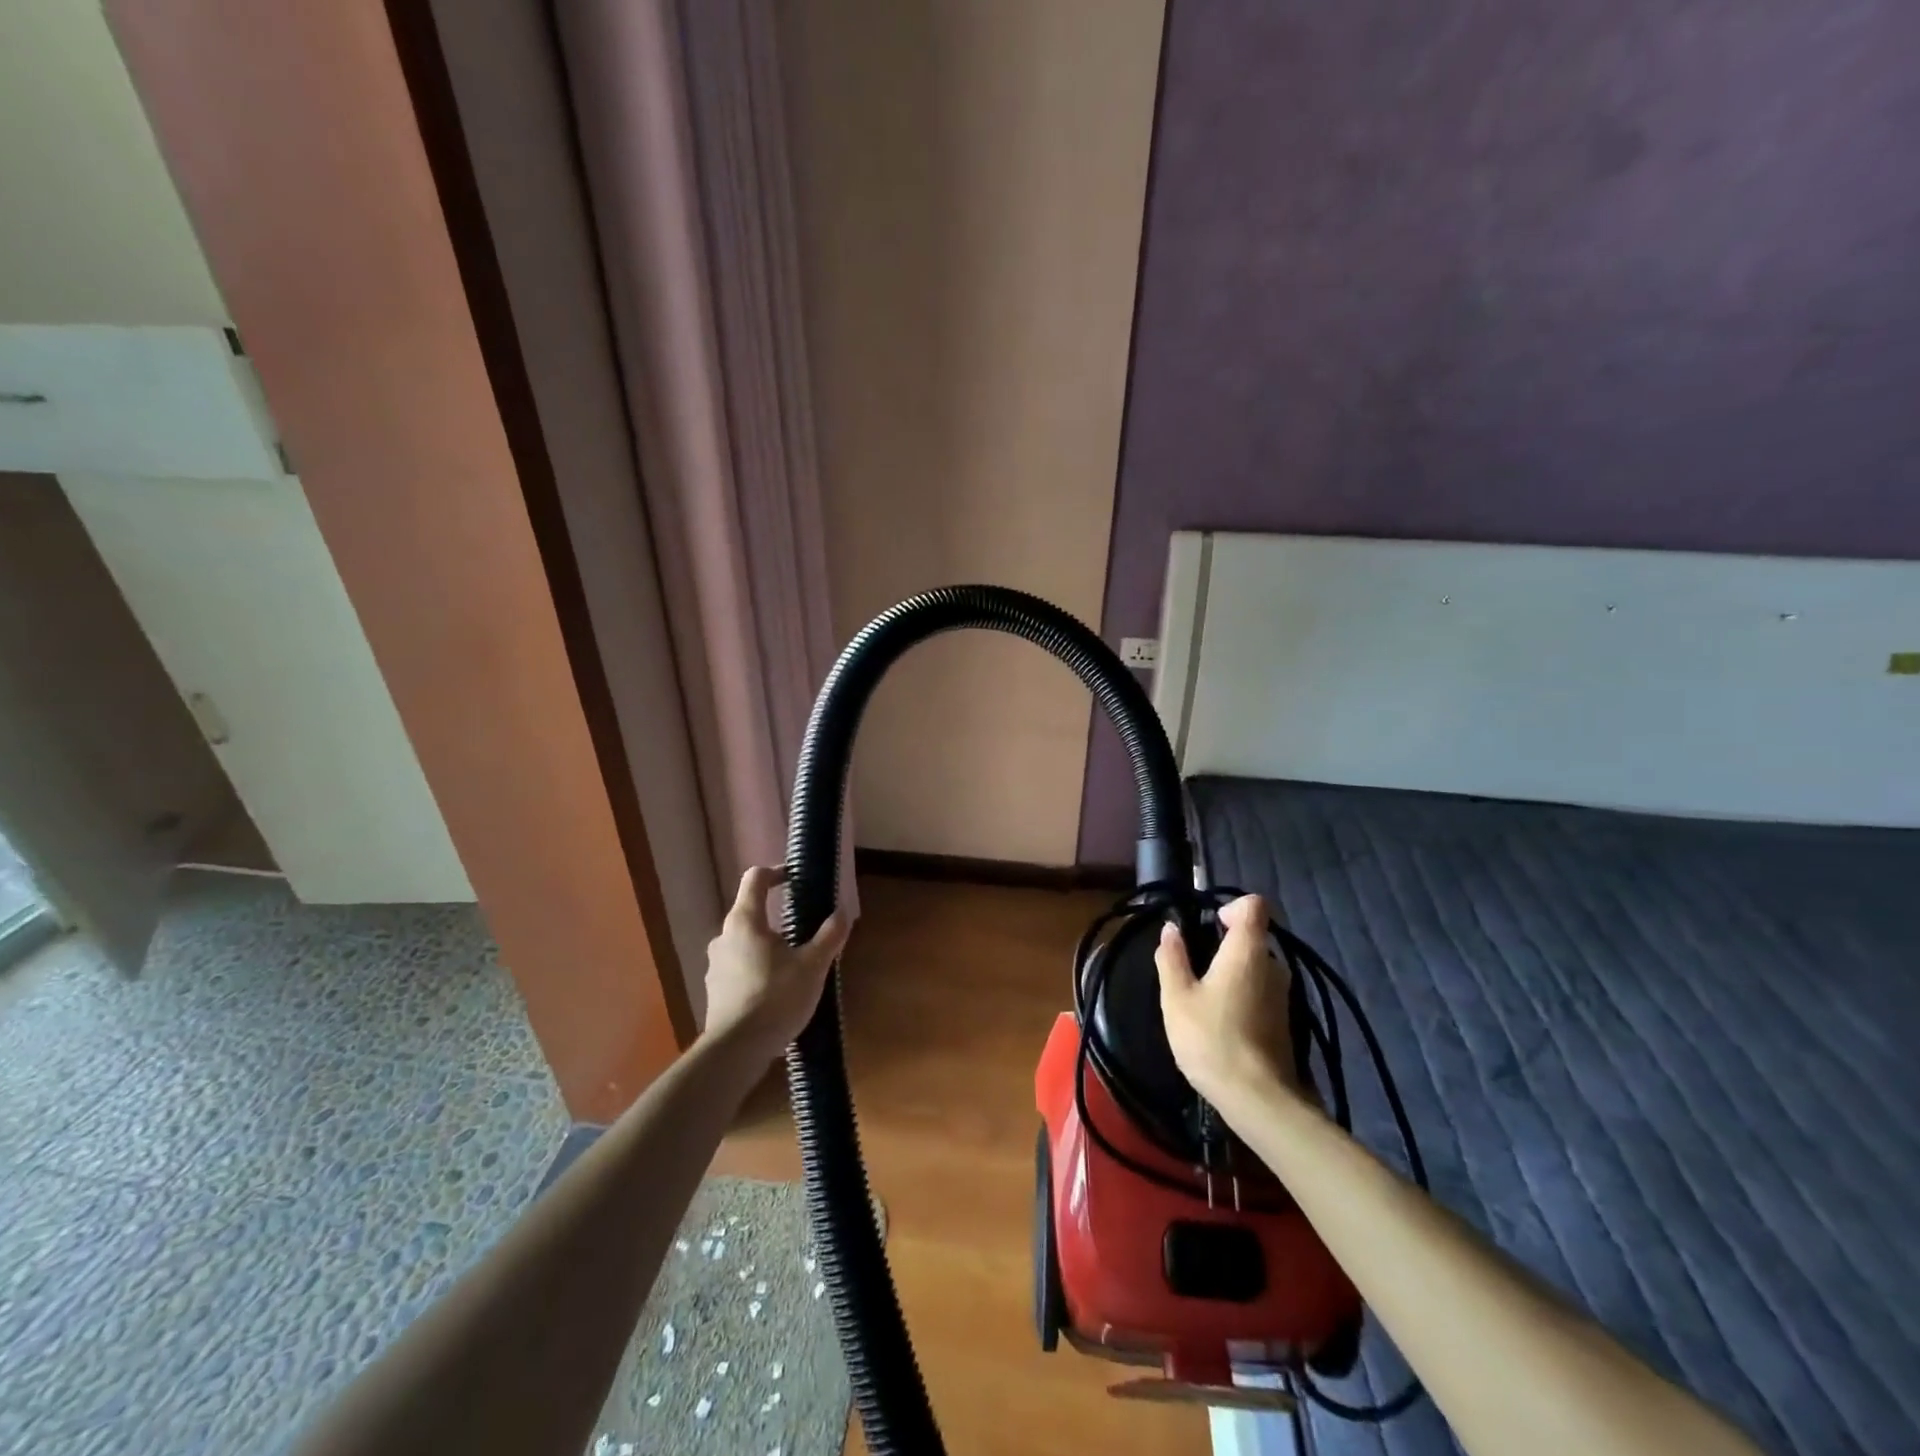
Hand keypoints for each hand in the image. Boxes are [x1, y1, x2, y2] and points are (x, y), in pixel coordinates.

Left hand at [703, 866, 850, 1054]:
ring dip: (767, 947)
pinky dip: (757, 971)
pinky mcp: (714, 991)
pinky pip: (739, 969)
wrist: (736, 1050)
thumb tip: (843, 911)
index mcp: (745, 921)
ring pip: (744, 944)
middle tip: (804, 934)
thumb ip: (829, 936)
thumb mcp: (813, 965)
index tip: (794, 880)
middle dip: (777, 919)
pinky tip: (776, 992)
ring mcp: (715, 965)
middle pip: (750, 913)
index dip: (776, 872)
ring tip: (792, 967)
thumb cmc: (776, 997)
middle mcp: (724, 936)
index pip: (756, 879)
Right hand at [1155, 894, 1299, 1107]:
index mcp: (1247, 951)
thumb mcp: (1176, 998)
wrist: (1259, 1101)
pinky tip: (1220, 1019)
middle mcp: (1273, 965)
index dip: (1230, 907)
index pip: (1254, 905)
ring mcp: (1283, 994)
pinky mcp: (1285, 1019)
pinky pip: (1261, 989)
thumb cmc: (1212, 1040)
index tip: (1207, 926)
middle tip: (1193, 967)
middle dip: (1223, 943)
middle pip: (1253, 936)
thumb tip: (1171, 929)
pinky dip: (1242, 993)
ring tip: (1203, 996)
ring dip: (1232, 971)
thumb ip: (1172, 958)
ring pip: (1256, 965)